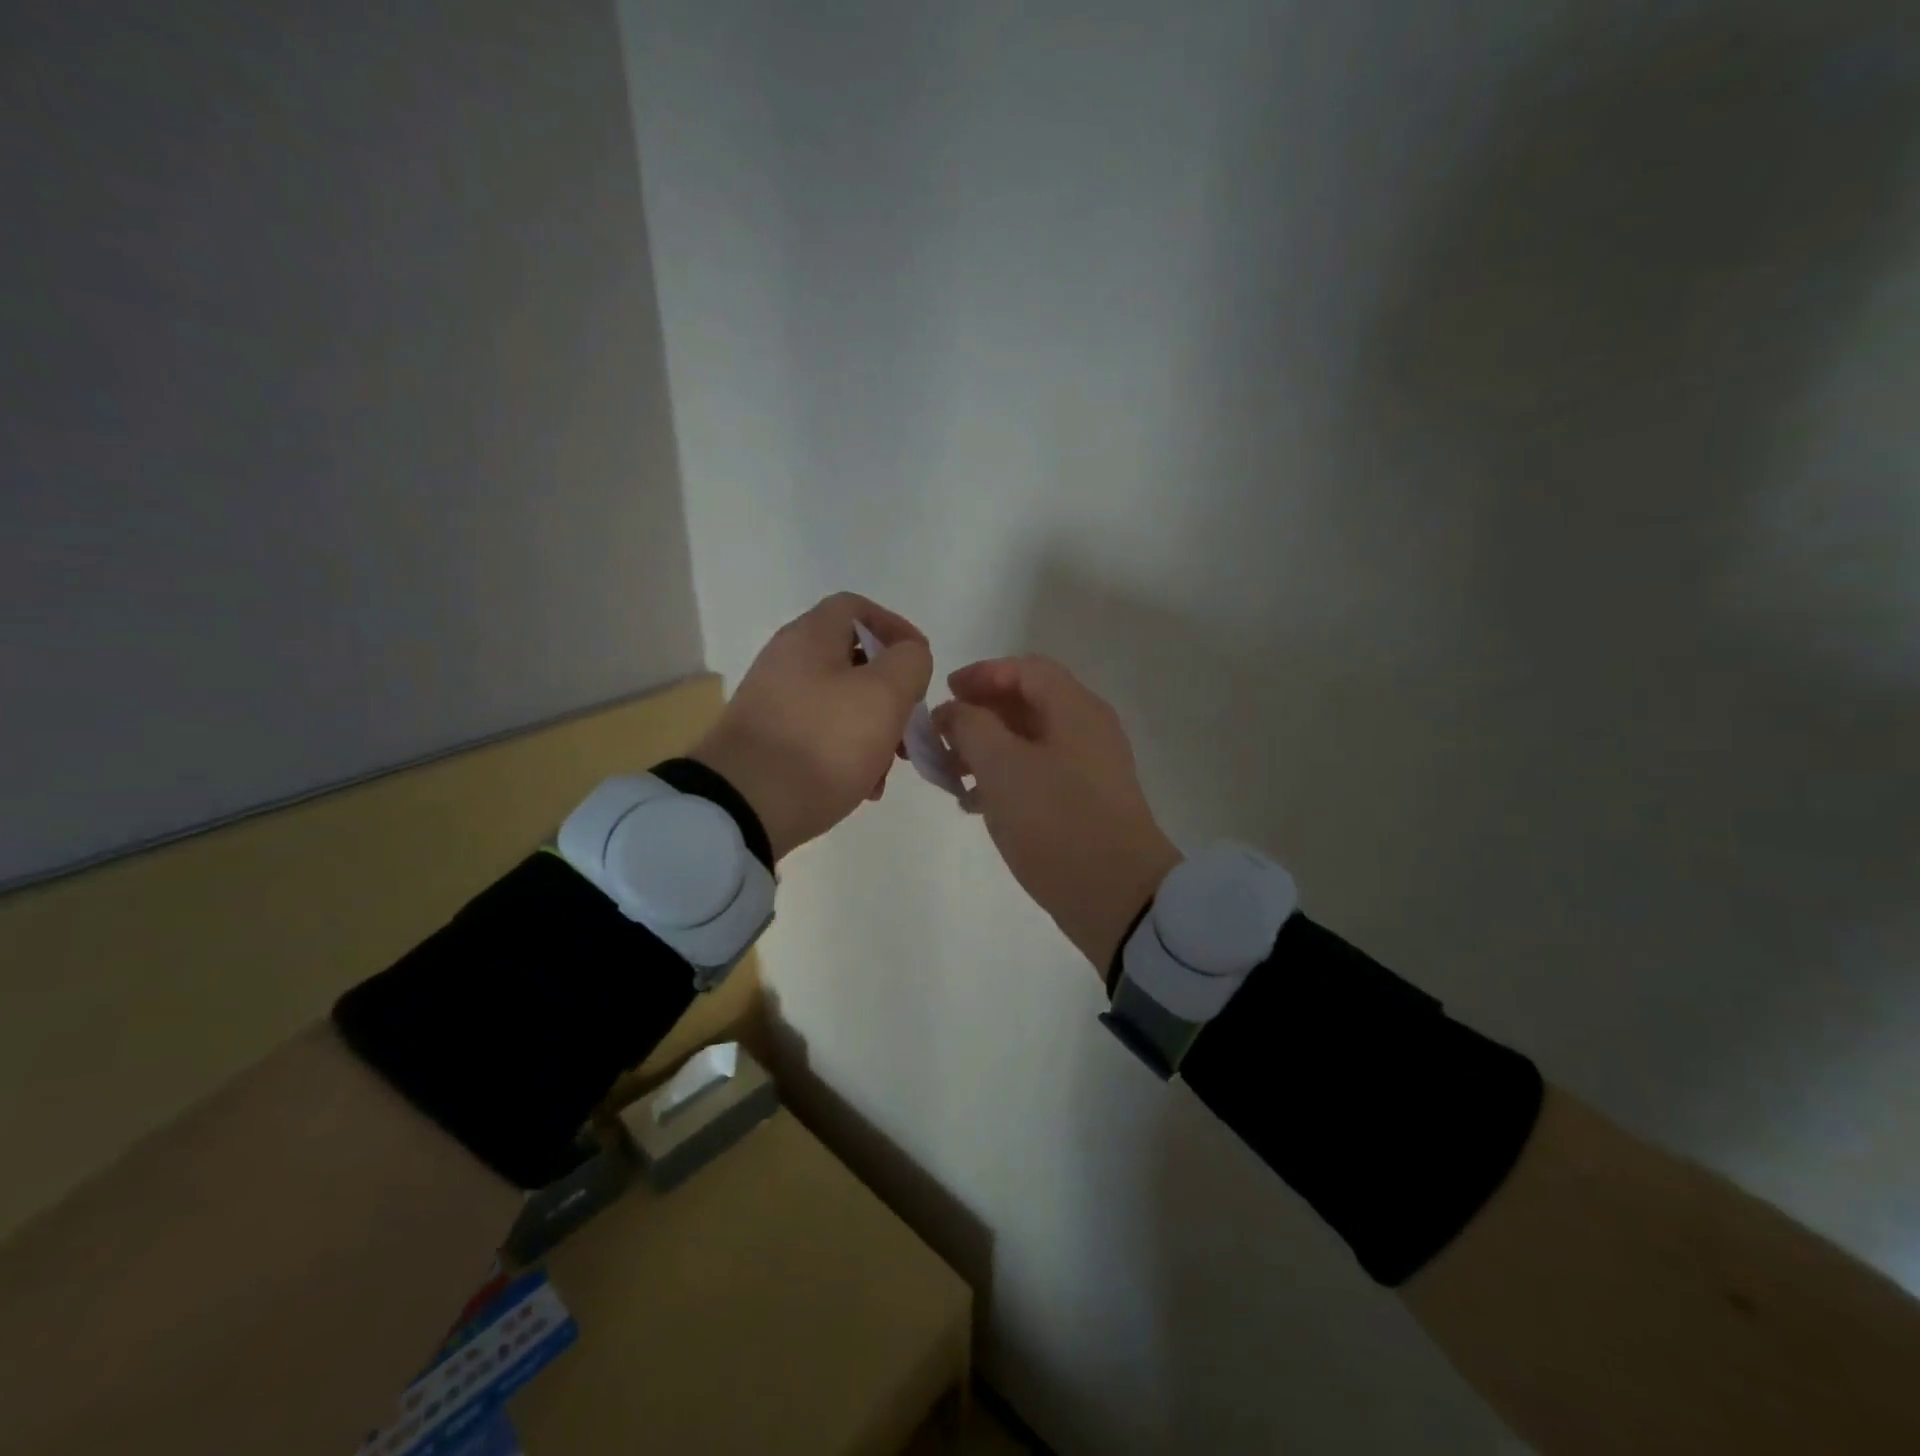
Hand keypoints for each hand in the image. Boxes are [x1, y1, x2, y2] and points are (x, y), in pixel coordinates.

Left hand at [690, 593, 932, 860]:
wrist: (744, 805)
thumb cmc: (824, 741)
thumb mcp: (884, 695)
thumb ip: (909, 663)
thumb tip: (909, 656)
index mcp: (810, 637)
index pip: (856, 607)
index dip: (895, 627)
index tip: (921, 662)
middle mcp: (786, 661)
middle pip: (852, 660)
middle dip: (890, 692)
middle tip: (910, 725)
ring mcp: (773, 703)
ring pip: (840, 702)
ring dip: (874, 729)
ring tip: (888, 768)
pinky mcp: (767, 741)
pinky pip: (820, 734)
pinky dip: (847, 752)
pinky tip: (862, 787)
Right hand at [932, 656, 1180, 971]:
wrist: (1117, 895)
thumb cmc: (1055, 820)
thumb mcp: (1001, 766)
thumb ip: (970, 726)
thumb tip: (954, 711)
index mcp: (1074, 709)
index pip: (1025, 669)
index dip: (982, 674)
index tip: (944, 693)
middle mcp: (1087, 730)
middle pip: (1027, 703)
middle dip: (979, 715)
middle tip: (941, 738)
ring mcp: (1089, 768)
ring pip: (1029, 742)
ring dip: (986, 750)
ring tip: (950, 775)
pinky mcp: (1085, 802)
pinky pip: (1038, 774)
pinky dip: (1004, 778)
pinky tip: (974, 803)